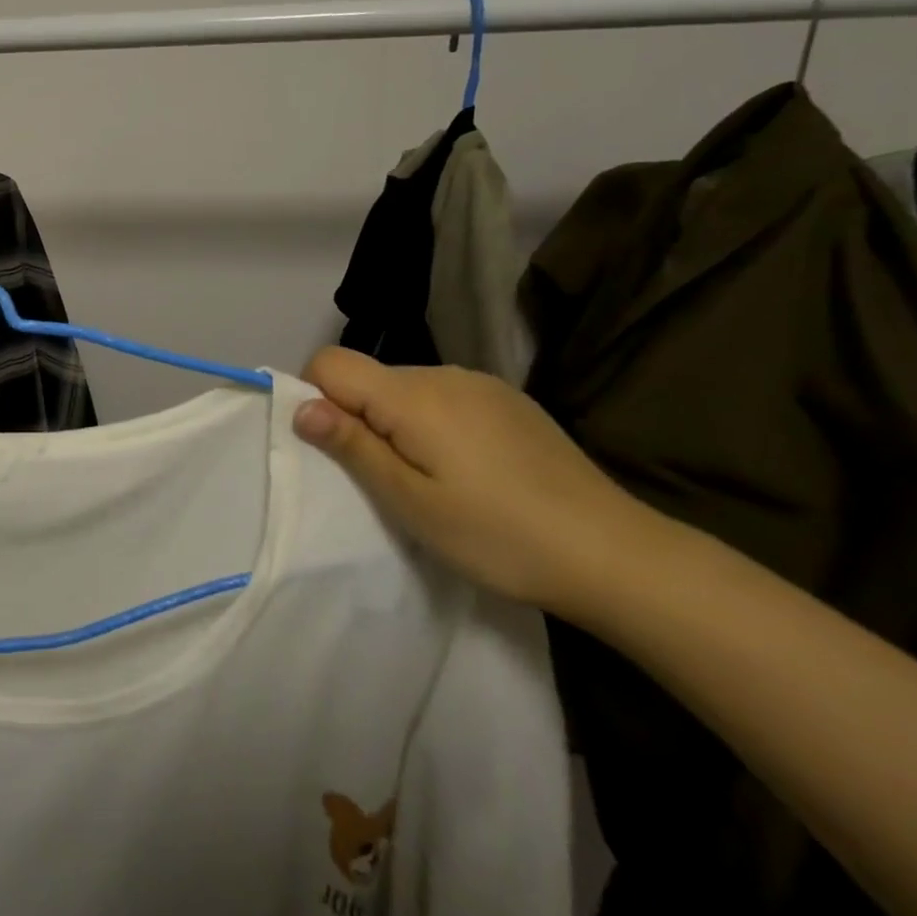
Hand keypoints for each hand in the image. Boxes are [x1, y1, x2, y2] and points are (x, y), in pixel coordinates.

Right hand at [293, 347, 648, 612]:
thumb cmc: (498, 535)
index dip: (316, 398)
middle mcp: (443, 373)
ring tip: (432, 481)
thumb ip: (353, 446)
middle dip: (359, 418)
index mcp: (413, 394)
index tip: (338, 450)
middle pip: (370, 378)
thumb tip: (301, 406)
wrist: (615, 554)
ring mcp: (481, 384)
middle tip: (389, 482)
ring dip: (398, 424)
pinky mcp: (509, 401)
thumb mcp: (411, 502)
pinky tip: (471, 470)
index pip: (330, 362)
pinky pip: (445, 398)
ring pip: (407, 390)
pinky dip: (435, 426)